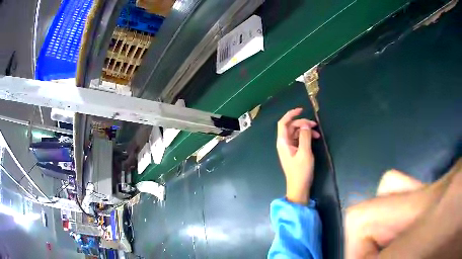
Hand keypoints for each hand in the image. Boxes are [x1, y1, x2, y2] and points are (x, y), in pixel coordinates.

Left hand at [276, 108, 319, 204]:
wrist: (299, 187)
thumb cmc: (301, 171)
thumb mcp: (305, 152)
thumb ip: (305, 137)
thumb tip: (305, 124)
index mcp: (283, 142)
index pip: (283, 123)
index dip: (291, 114)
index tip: (301, 109)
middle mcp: (284, 143)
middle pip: (291, 127)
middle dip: (302, 123)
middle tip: (315, 125)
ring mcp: (289, 148)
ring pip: (296, 132)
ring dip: (306, 130)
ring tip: (317, 134)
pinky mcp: (294, 152)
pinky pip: (299, 139)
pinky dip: (306, 137)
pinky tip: (315, 139)